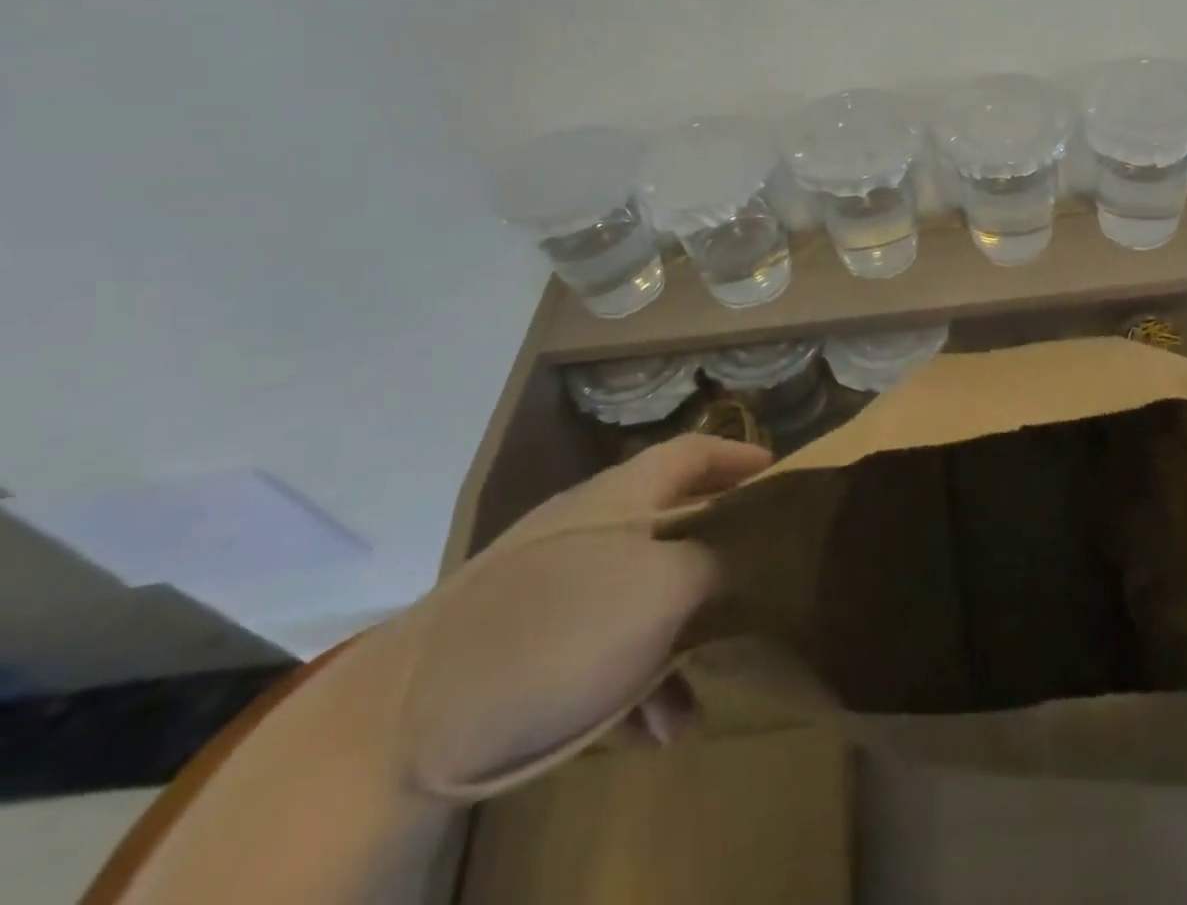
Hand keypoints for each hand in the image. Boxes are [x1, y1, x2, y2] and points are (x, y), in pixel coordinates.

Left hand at [396, 434, 769, 794]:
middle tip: (758, 597)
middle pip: (675, 529)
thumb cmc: (558, 629)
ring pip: (643, 601)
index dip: (738, 457)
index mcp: (623, 495)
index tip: (780, 477)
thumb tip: (748, 557)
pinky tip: (651, 735)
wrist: (406, 723)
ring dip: (678, 649)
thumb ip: (718, 561)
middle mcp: (592, 528)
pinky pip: (604, 650)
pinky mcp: (529, 646)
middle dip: (718, 570)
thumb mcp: (663, 587)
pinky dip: (635, 685)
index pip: (694, 452)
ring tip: (692, 709)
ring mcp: (557, 587)